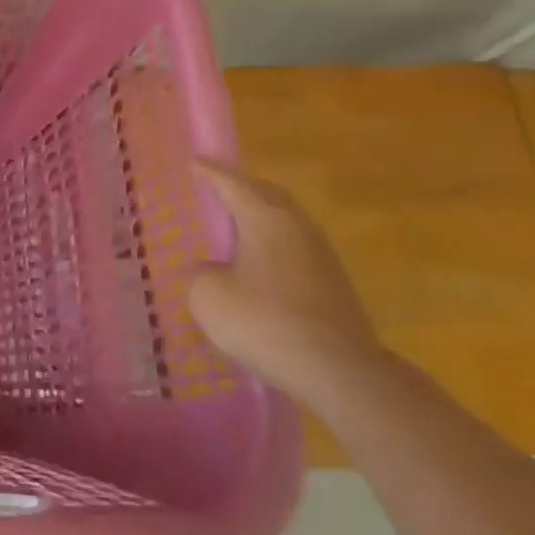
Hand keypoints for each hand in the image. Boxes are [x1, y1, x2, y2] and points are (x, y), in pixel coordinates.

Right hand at [187, 157, 387, 405]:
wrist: (340, 372)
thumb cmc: (265, 323)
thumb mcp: (208, 297)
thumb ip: (201, 274)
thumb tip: (213, 272)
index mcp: (265, 218)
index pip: (232, 183)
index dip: (209, 172)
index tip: (193, 161)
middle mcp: (297, 226)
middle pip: (267, 194)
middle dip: (241, 187)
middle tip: (217, 186)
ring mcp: (322, 255)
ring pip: (286, 220)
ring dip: (262, 216)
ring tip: (238, 223)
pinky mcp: (334, 284)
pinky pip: (296, 248)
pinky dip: (274, 244)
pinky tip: (261, 264)